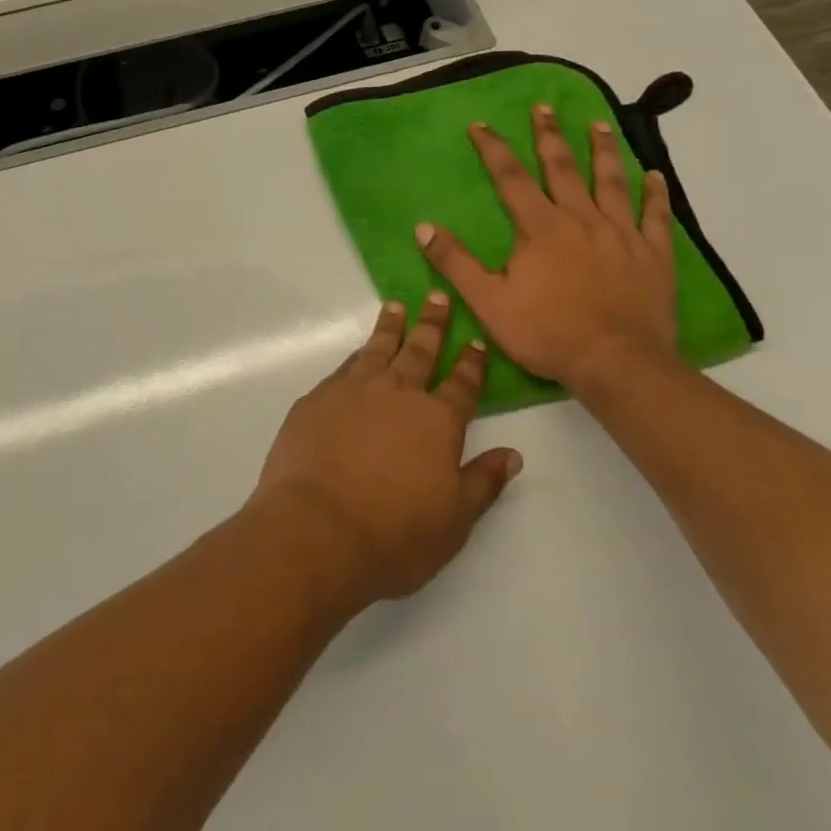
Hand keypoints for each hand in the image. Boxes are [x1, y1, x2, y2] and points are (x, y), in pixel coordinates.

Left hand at [250, 293, 521, 608]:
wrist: (317, 529)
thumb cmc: (394, 535)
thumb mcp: (454, 521)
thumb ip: (483, 482)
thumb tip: (513, 454)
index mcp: (436, 421)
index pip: (461, 384)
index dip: (471, 363)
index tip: (475, 340)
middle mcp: (397, 393)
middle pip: (420, 350)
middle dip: (432, 324)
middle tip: (437, 296)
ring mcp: (354, 390)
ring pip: (378, 348)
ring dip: (391, 326)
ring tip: (396, 306)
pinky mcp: (318, 397)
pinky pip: (345, 367)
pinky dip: (358, 354)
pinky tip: (359, 352)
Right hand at [413, 104, 679, 402]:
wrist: (618, 364)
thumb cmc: (548, 333)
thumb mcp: (488, 302)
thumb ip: (455, 263)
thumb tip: (423, 227)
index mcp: (540, 227)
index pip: (510, 177)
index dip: (493, 148)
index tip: (481, 124)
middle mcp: (581, 218)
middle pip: (563, 167)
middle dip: (549, 135)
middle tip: (544, 107)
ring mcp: (621, 234)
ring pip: (611, 182)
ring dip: (603, 151)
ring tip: (598, 124)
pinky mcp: (653, 255)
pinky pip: (655, 217)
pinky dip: (655, 194)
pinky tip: (655, 175)